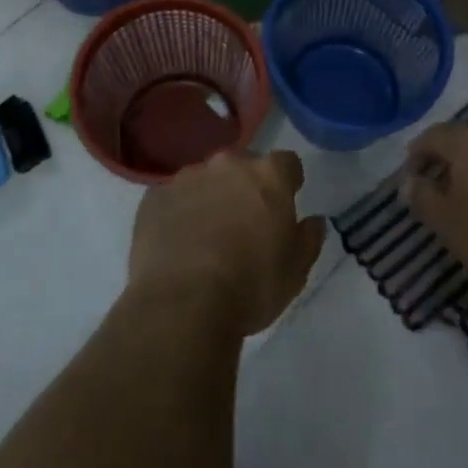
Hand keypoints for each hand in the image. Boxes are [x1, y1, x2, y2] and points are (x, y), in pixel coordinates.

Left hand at [128, 150, 326, 337]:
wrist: (182, 304)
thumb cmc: (251, 285)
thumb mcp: (296, 271)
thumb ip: (309, 238)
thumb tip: (313, 221)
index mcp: (267, 175)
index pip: (287, 163)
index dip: (288, 182)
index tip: (285, 203)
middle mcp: (227, 165)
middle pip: (242, 166)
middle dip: (246, 187)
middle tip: (245, 223)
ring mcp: (186, 178)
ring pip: (205, 180)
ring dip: (210, 198)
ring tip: (207, 236)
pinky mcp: (154, 198)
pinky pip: (173, 199)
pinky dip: (179, 213)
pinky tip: (178, 244)